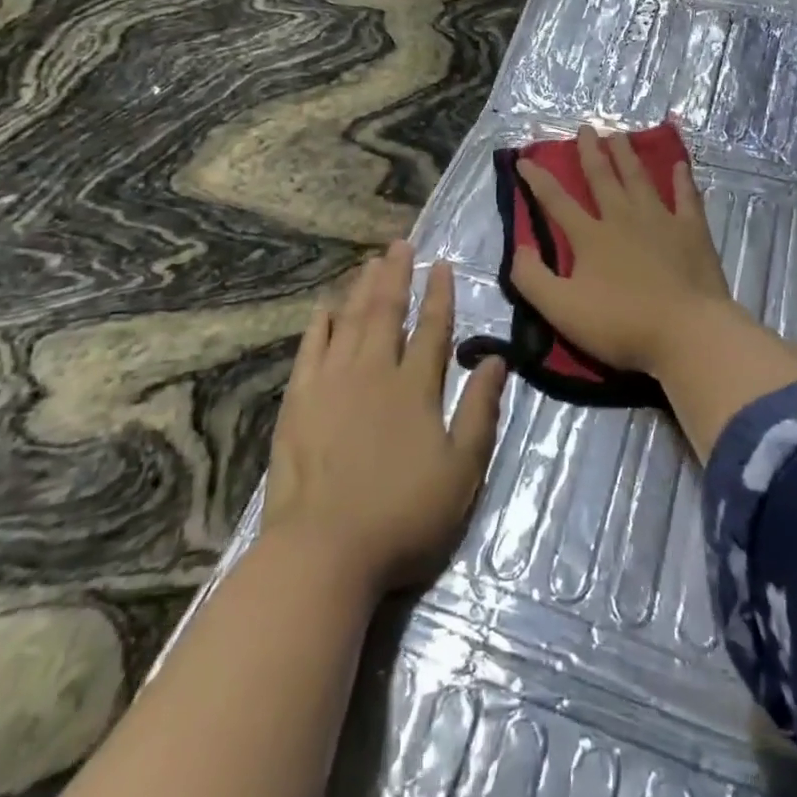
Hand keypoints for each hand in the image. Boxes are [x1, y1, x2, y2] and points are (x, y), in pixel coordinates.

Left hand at [263, 241, 506, 596]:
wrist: (324, 552)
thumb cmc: (402, 516)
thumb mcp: (461, 470)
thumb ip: (480, 410)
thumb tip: (496, 359)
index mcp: (416, 386)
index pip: (433, 328)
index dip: (440, 294)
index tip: (442, 264)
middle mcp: (374, 371)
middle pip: (387, 311)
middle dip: (397, 275)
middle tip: (400, 245)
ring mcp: (332, 383)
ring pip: (350, 321)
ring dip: (362, 289)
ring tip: (370, 262)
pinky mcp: (299, 402)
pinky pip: (311, 349)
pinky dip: (320, 324)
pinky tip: (325, 307)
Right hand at [510, 125, 743, 376]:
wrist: (687, 333)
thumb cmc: (622, 324)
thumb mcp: (562, 309)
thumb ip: (533, 278)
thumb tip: (519, 249)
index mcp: (590, 236)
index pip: (556, 201)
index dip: (537, 179)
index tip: (524, 159)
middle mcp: (623, 218)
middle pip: (602, 177)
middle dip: (590, 152)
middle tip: (585, 128)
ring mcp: (660, 221)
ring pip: (639, 179)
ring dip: (627, 155)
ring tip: (619, 135)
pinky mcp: (692, 231)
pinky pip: (686, 198)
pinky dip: (682, 180)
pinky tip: (680, 165)